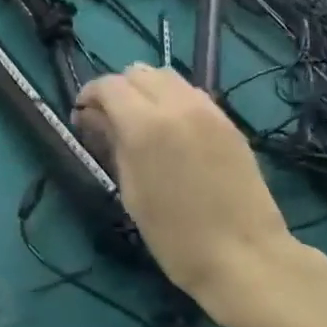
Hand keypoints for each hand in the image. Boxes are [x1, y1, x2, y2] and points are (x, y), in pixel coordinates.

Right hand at [72, 65, 294, 326]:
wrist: (243, 255)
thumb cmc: (175, 237)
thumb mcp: (132, 192)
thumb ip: (113, 144)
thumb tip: (95, 118)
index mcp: (145, 125)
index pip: (109, 86)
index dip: (90, 95)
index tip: (83, 116)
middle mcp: (177, 105)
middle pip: (138, 72)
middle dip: (119, 90)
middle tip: (110, 120)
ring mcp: (208, 109)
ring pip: (168, 76)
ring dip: (147, 90)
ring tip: (142, 122)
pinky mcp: (228, 120)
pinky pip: (192, 94)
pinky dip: (173, 100)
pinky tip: (173, 131)